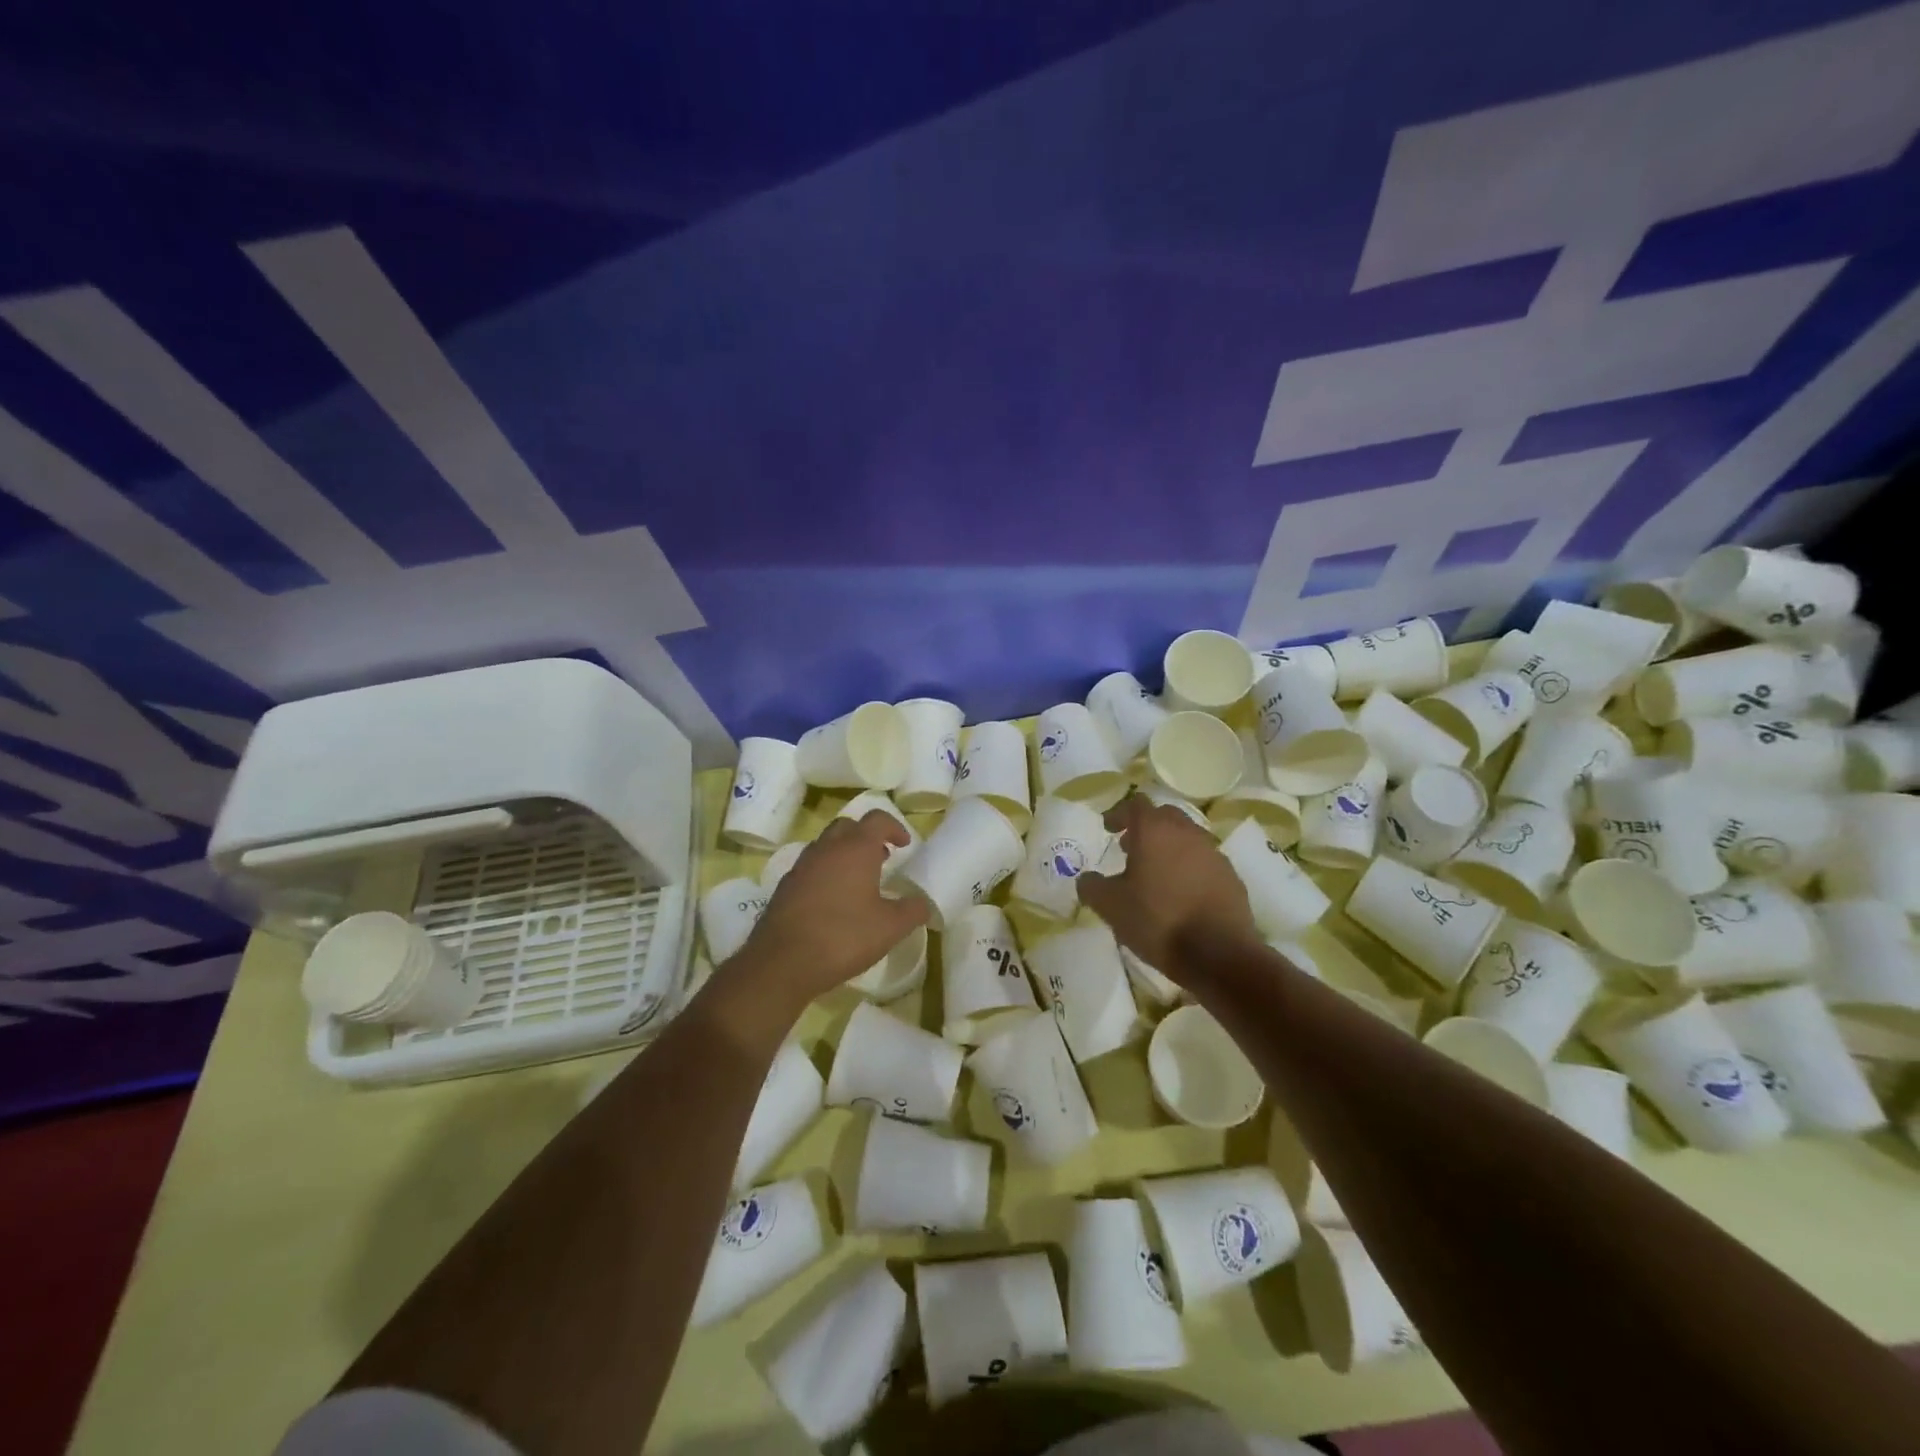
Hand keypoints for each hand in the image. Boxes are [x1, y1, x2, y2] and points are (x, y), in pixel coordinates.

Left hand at [729, 812, 929, 1015]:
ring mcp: (802, 866)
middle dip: (866, 836)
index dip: (894, 827)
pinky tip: (833, 901)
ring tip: (858, 879)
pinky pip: (811, 868)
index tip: (905, 845)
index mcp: (855, 848)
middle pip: (848, 826)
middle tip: (882, 857)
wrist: (782, 961)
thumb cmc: (844, 936)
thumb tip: (923, 903)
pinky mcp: (785, 887)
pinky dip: (826, 873)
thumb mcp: (890, 928)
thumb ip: (912, 911)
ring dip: (844, 853)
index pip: (877, 819)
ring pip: (826, 845)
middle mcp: (827, 848)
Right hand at [1078, 794, 1257, 979]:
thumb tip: (1087, 879)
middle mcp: (1187, 833)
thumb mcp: (1110, 906)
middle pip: (1164, 816)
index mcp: (1155, 831)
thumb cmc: (1157, 921)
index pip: (1135, 804)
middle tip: (1129, 849)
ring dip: (1169, 848)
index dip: (1118, 813)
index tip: (1108, 828)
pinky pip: (1204, 862)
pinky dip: (1189, 868)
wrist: (1219, 955)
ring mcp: (1214, 853)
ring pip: (1187, 838)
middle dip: (1145, 827)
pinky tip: (1181, 894)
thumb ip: (1092, 887)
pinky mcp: (1232, 877)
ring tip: (1155, 874)